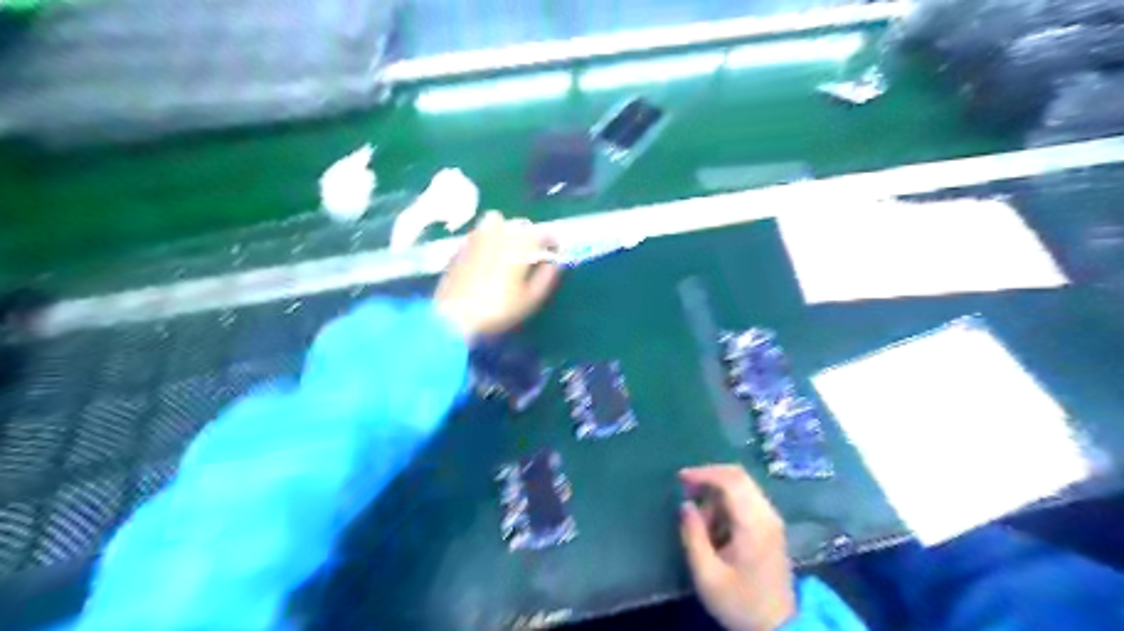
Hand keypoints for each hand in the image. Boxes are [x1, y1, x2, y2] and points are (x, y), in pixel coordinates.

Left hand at [438, 212, 561, 339]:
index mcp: (520, 245)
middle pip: (519, 224)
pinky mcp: (461, 246)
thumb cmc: (498, 309)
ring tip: (509, 247)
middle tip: (533, 250)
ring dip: (507, 230)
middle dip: (529, 234)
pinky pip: (479, 233)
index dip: (551, 240)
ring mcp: (477, 237)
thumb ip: (545, 278)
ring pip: (496, 221)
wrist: (454, 315)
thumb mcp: (529, 299)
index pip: (542, 233)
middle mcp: (499, 234)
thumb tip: (554, 265)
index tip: (555, 250)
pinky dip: (488, 238)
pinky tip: (488, 255)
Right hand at [681, 463, 793, 630]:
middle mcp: (767, 514)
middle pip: (738, 476)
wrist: (778, 628)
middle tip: (686, 488)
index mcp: (753, 524)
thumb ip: (693, 536)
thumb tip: (685, 505)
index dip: (703, 473)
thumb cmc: (740, 602)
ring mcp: (772, 519)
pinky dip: (726, 500)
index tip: (680, 478)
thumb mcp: (707, 575)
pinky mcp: (771, 526)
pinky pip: (746, 497)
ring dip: (717, 492)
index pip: (731, 480)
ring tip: (700, 519)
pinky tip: (714, 522)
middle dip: (709, 476)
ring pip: (742, 485)